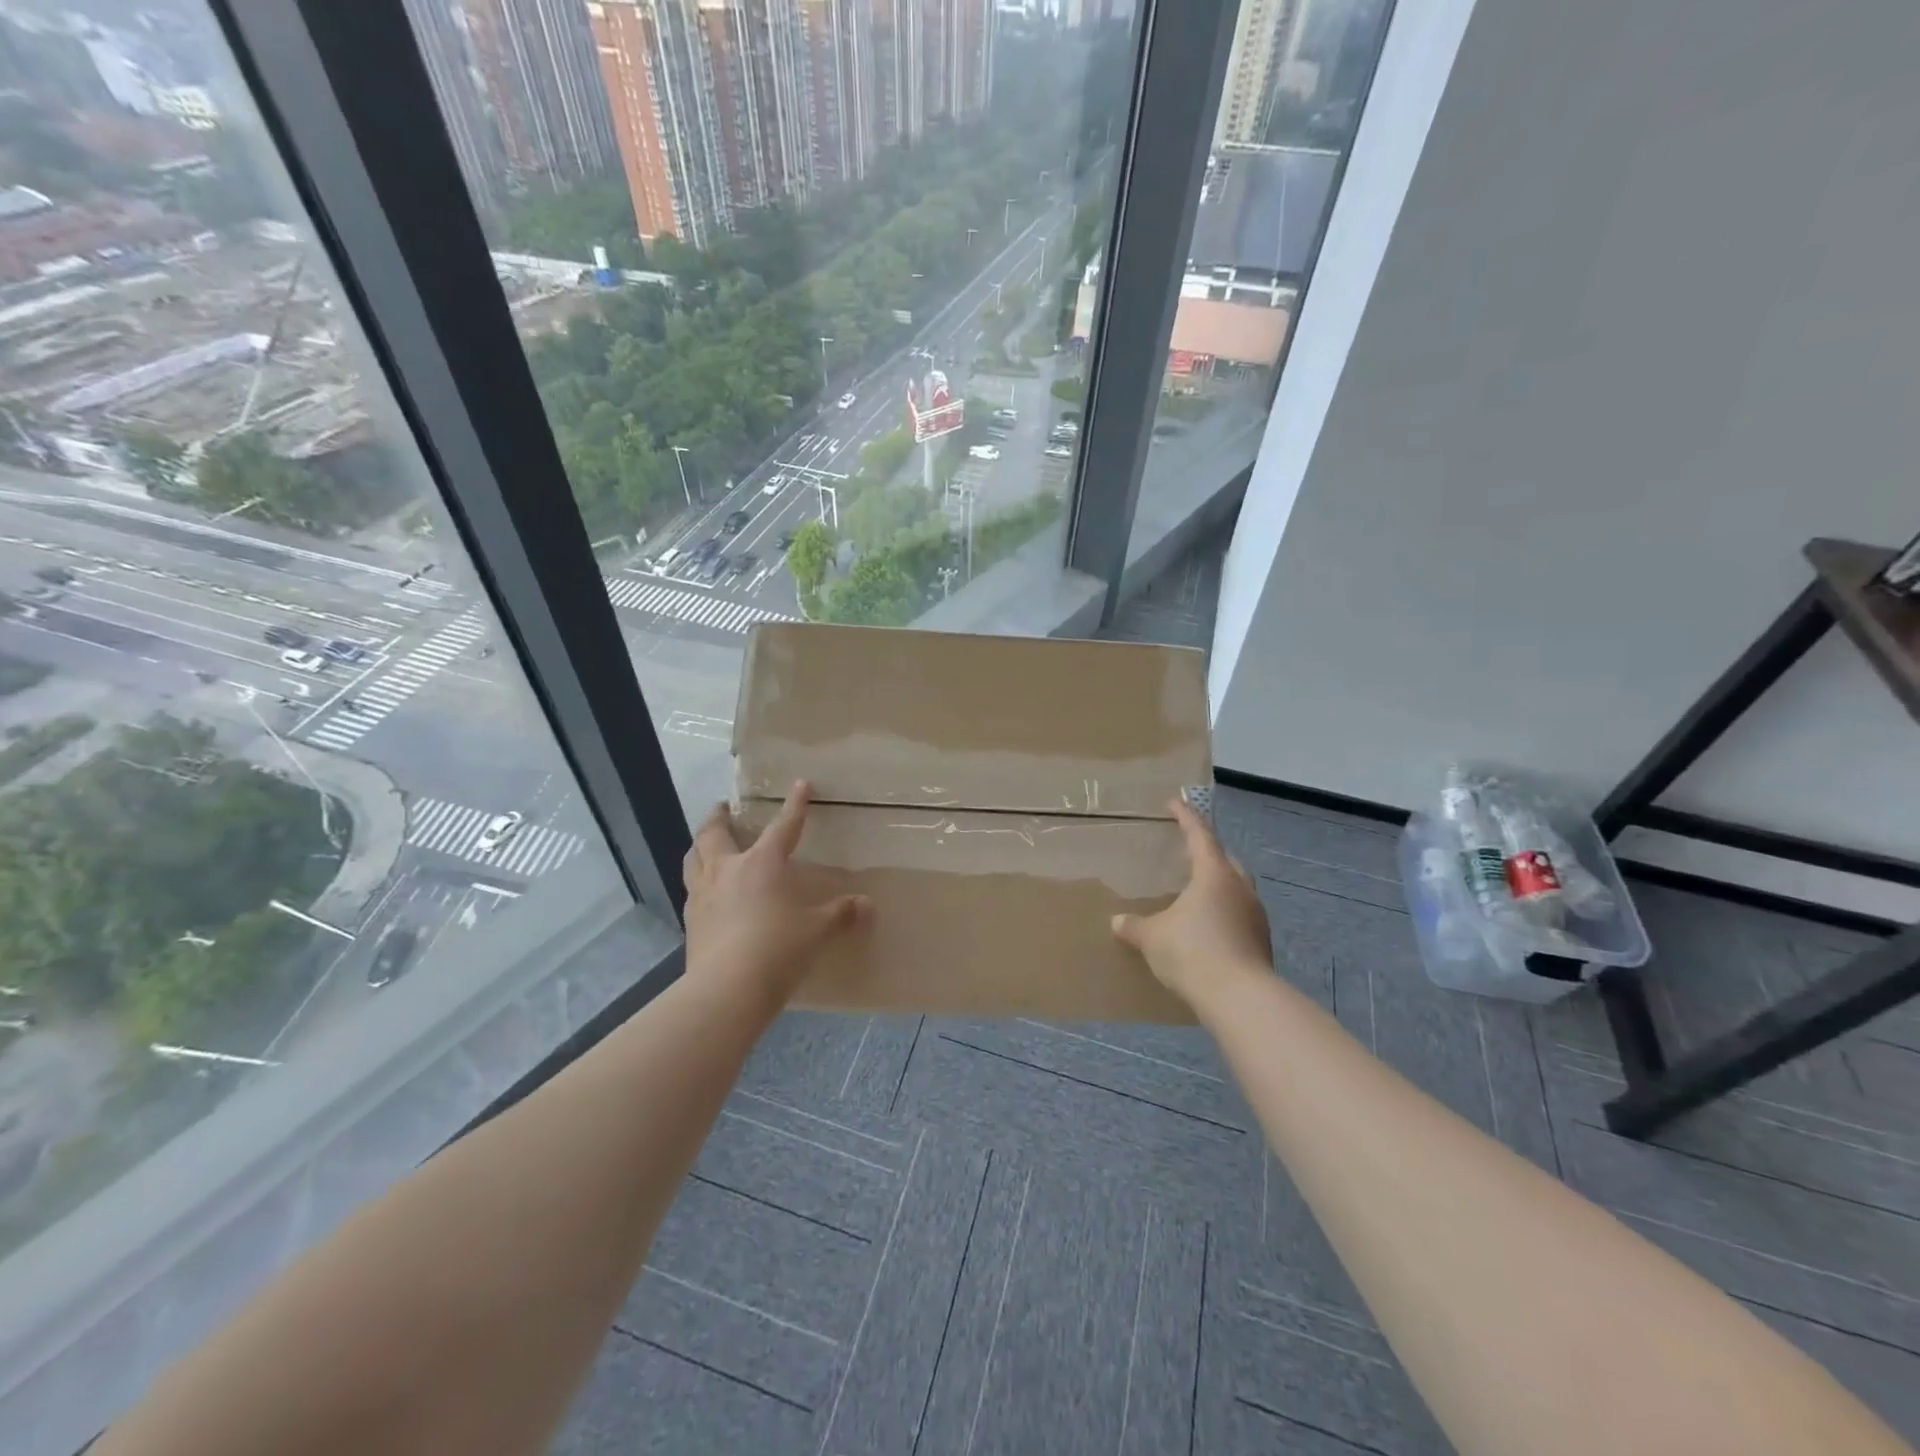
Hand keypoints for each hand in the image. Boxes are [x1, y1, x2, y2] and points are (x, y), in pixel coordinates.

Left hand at [682, 780, 868, 1006]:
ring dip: (700, 844)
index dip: (794, 805)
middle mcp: (728, 870)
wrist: (726, 989)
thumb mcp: (816, 931)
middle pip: (715, 833)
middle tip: (724, 807)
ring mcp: (703, 894)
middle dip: (720, 817)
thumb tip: (868, 905)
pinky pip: (691, 889)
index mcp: (762, 863)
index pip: (783, 826)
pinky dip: (697, 880)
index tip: (800, 784)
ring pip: (694, 857)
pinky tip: (705, 890)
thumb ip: (840, 914)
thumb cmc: (777, 949)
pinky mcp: (690, 921)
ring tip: (706, 842)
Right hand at [1112, 797, 1271, 1008]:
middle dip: (1207, 852)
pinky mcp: (1261, 941)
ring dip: (1218, 885)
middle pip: (1225, 859)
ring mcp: (1255, 915)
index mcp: (1214, 874)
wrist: (1240, 998)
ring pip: (1236, 888)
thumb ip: (1135, 926)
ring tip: (1196, 893)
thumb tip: (1118, 922)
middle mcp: (1239, 887)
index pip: (1199, 835)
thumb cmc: (1193, 952)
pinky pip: (1240, 915)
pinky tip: (1208, 928)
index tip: (1174, 803)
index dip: (1185, 816)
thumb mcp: (1153, 937)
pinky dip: (1224, 913)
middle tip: (1187, 852)